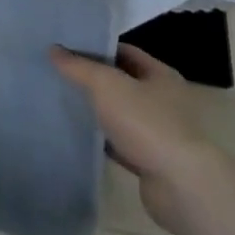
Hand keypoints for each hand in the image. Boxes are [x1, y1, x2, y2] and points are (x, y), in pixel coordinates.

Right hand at [54, 43, 219, 231]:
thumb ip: (78, 66)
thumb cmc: (146, 123)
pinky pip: (121, 144)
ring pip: (121, 114)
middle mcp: (164, 101)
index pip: (125, 52)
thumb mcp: (106, 85)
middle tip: (61, 73)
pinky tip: (80, 136)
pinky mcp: (151, 162)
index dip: (98, 47)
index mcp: (161, 75)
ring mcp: (159, 133)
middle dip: (94, 80)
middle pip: (123, 83)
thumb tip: (53, 49)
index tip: (69, 47)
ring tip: (65, 102)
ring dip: (99, 111)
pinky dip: (104, 140)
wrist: (180, 187)